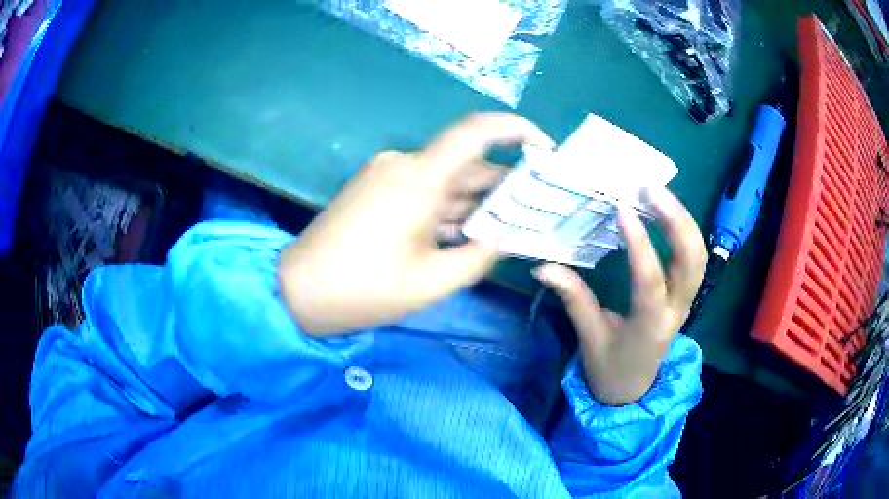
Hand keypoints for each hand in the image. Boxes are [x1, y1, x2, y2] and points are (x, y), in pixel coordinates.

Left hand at [280, 113, 553, 335]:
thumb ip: (478, 257)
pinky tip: (472, 231)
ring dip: (478, 201)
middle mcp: (403, 165)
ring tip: (513, 225)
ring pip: (446, 181)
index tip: (546, 150)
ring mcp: (387, 176)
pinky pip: (425, 191)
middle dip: (505, 186)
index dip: (517, 130)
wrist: (298, 291)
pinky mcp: (376, 190)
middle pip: (467, 164)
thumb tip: (503, 237)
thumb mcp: (431, 283)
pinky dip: (450, 208)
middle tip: (538, 211)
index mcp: (418, 179)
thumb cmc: (363, 291)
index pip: (477, 131)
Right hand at [533, 188, 706, 405]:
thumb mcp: (590, 338)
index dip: (639, 244)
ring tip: (658, 193)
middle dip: (676, 220)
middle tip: (650, 189)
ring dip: (684, 220)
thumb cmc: (609, 368)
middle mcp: (677, 310)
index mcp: (650, 326)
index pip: (650, 280)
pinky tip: (666, 212)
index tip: (622, 209)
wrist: (633, 389)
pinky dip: (685, 230)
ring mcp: (686, 301)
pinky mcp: (686, 294)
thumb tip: (543, 266)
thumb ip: (573, 299)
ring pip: (699, 255)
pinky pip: (695, 257)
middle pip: (692, 261)